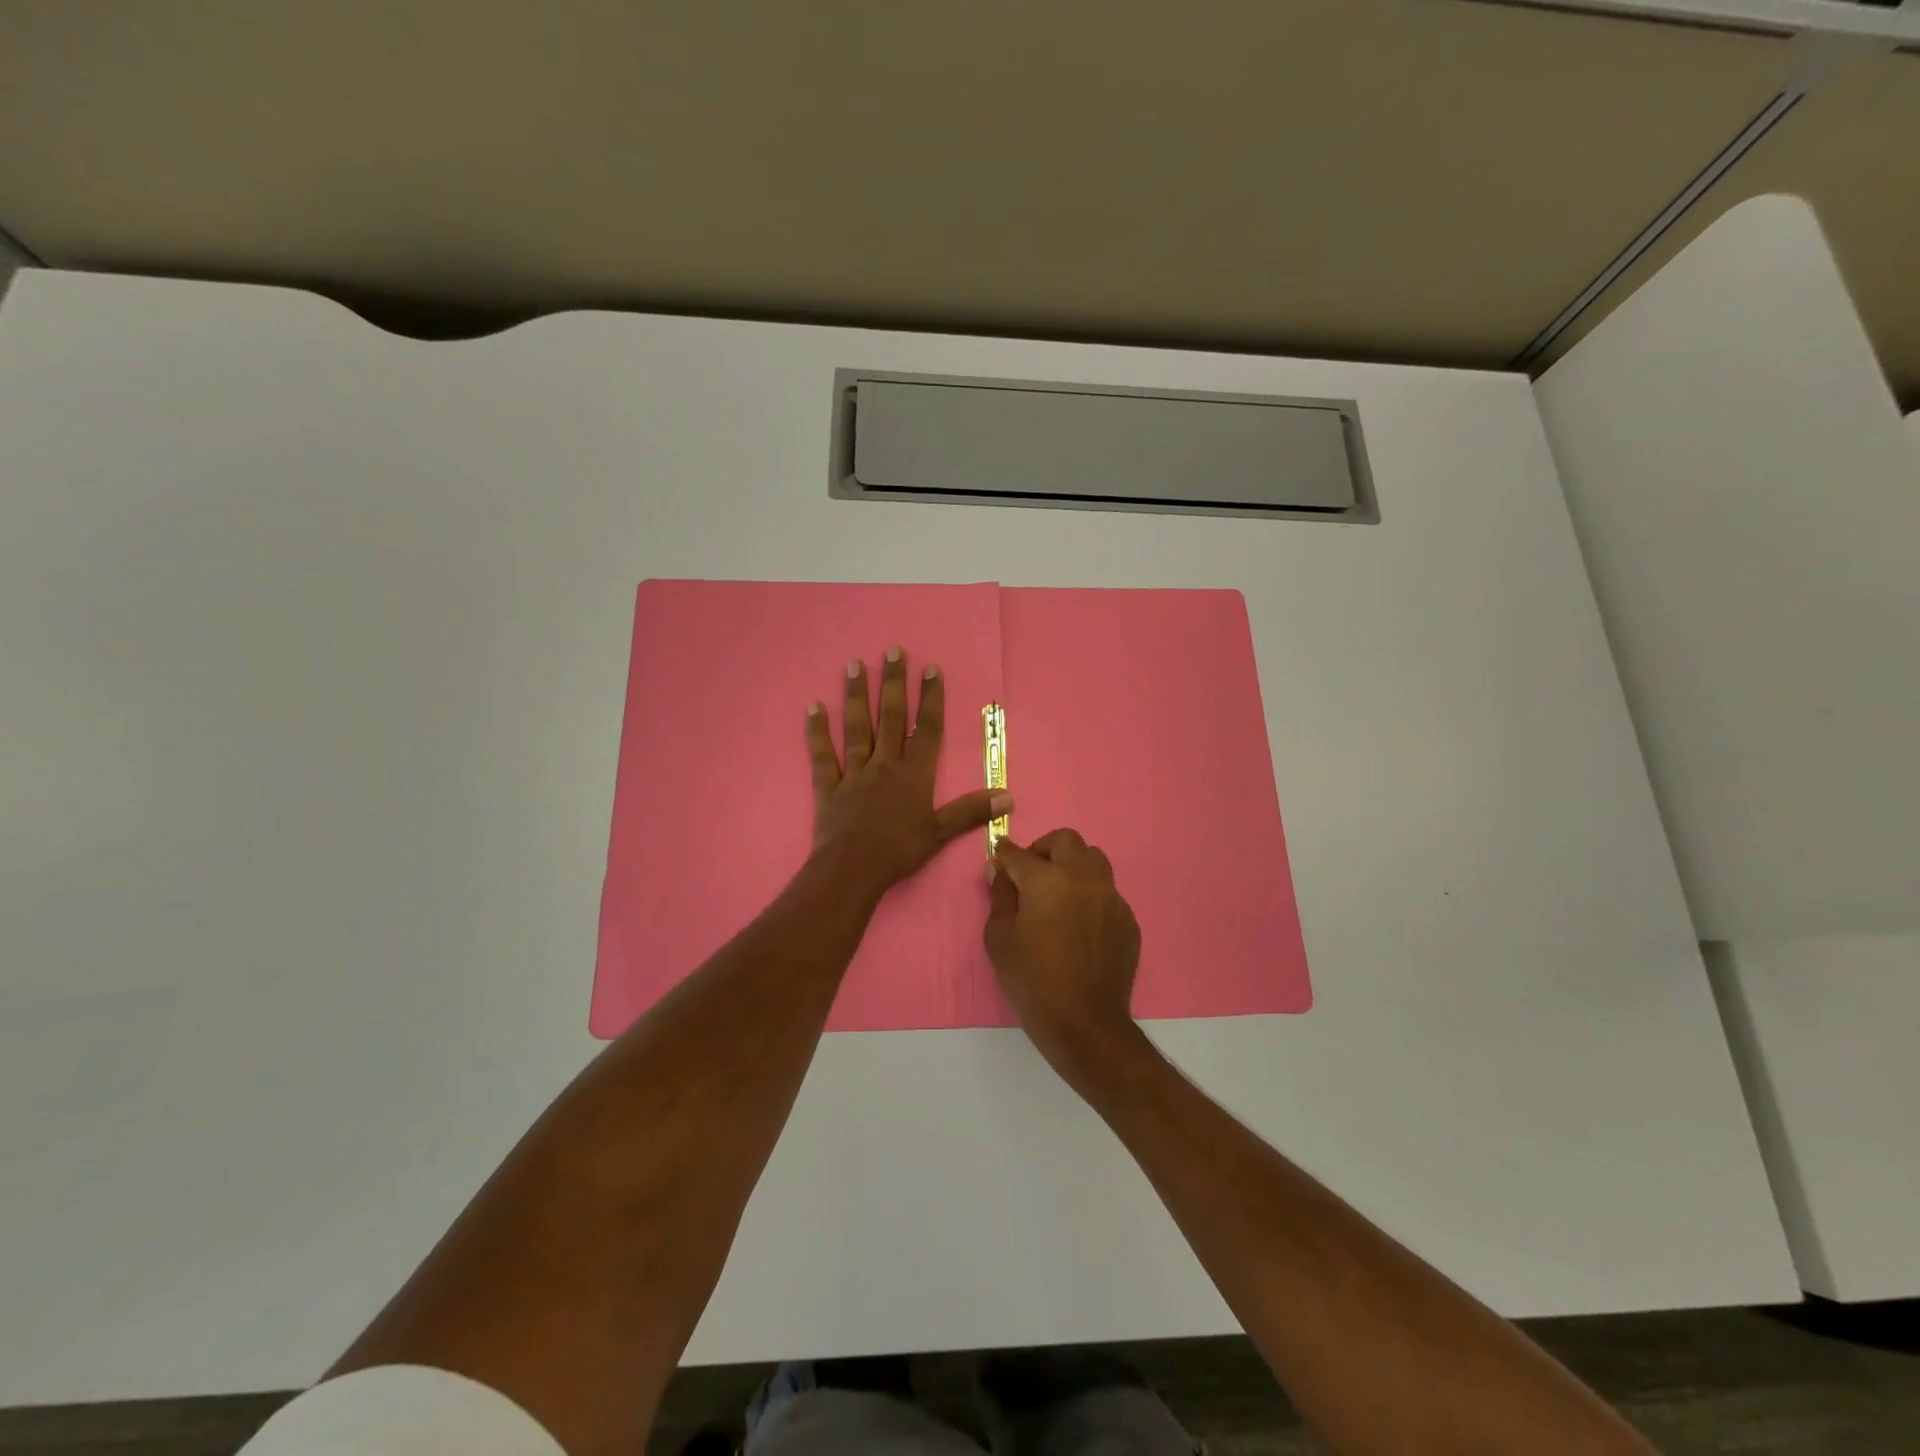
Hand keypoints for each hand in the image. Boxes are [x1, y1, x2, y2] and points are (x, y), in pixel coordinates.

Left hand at [807, 646, 1008, 901]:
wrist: (852, 871)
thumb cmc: (899, 852)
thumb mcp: (940, 833)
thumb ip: (972, 811)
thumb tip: (1009, 797)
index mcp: (914, 774)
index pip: (927, 729)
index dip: (931, 698)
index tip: (931, 668)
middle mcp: (885, 765)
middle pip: (891, 718)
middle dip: (894, 683)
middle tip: (892, 650)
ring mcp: (854, 773)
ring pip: (857, 727)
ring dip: (856, 695)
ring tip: (854, 664)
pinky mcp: (829, 786)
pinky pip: (822, 755)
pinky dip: (817, 731)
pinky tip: (813, 706)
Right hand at [985, 829, 1141, 1067]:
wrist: (1085, 1023)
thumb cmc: (1032, 981)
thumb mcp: (999, 938)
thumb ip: (1000, 896)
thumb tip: (1000, 871)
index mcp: (1047, 880)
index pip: (1019, 853)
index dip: (1004, 854)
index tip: (998, 860)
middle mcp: (1083, 878)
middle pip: (1065, 840)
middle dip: (1043, 849)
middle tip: (1030, 873)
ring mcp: (1111, 896)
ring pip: (1093, 859)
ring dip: (1072, 865)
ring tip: (1058, 893)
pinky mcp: (1127, 918)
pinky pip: (1107, 892)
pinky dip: (1090, 895)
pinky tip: (1079, 924)